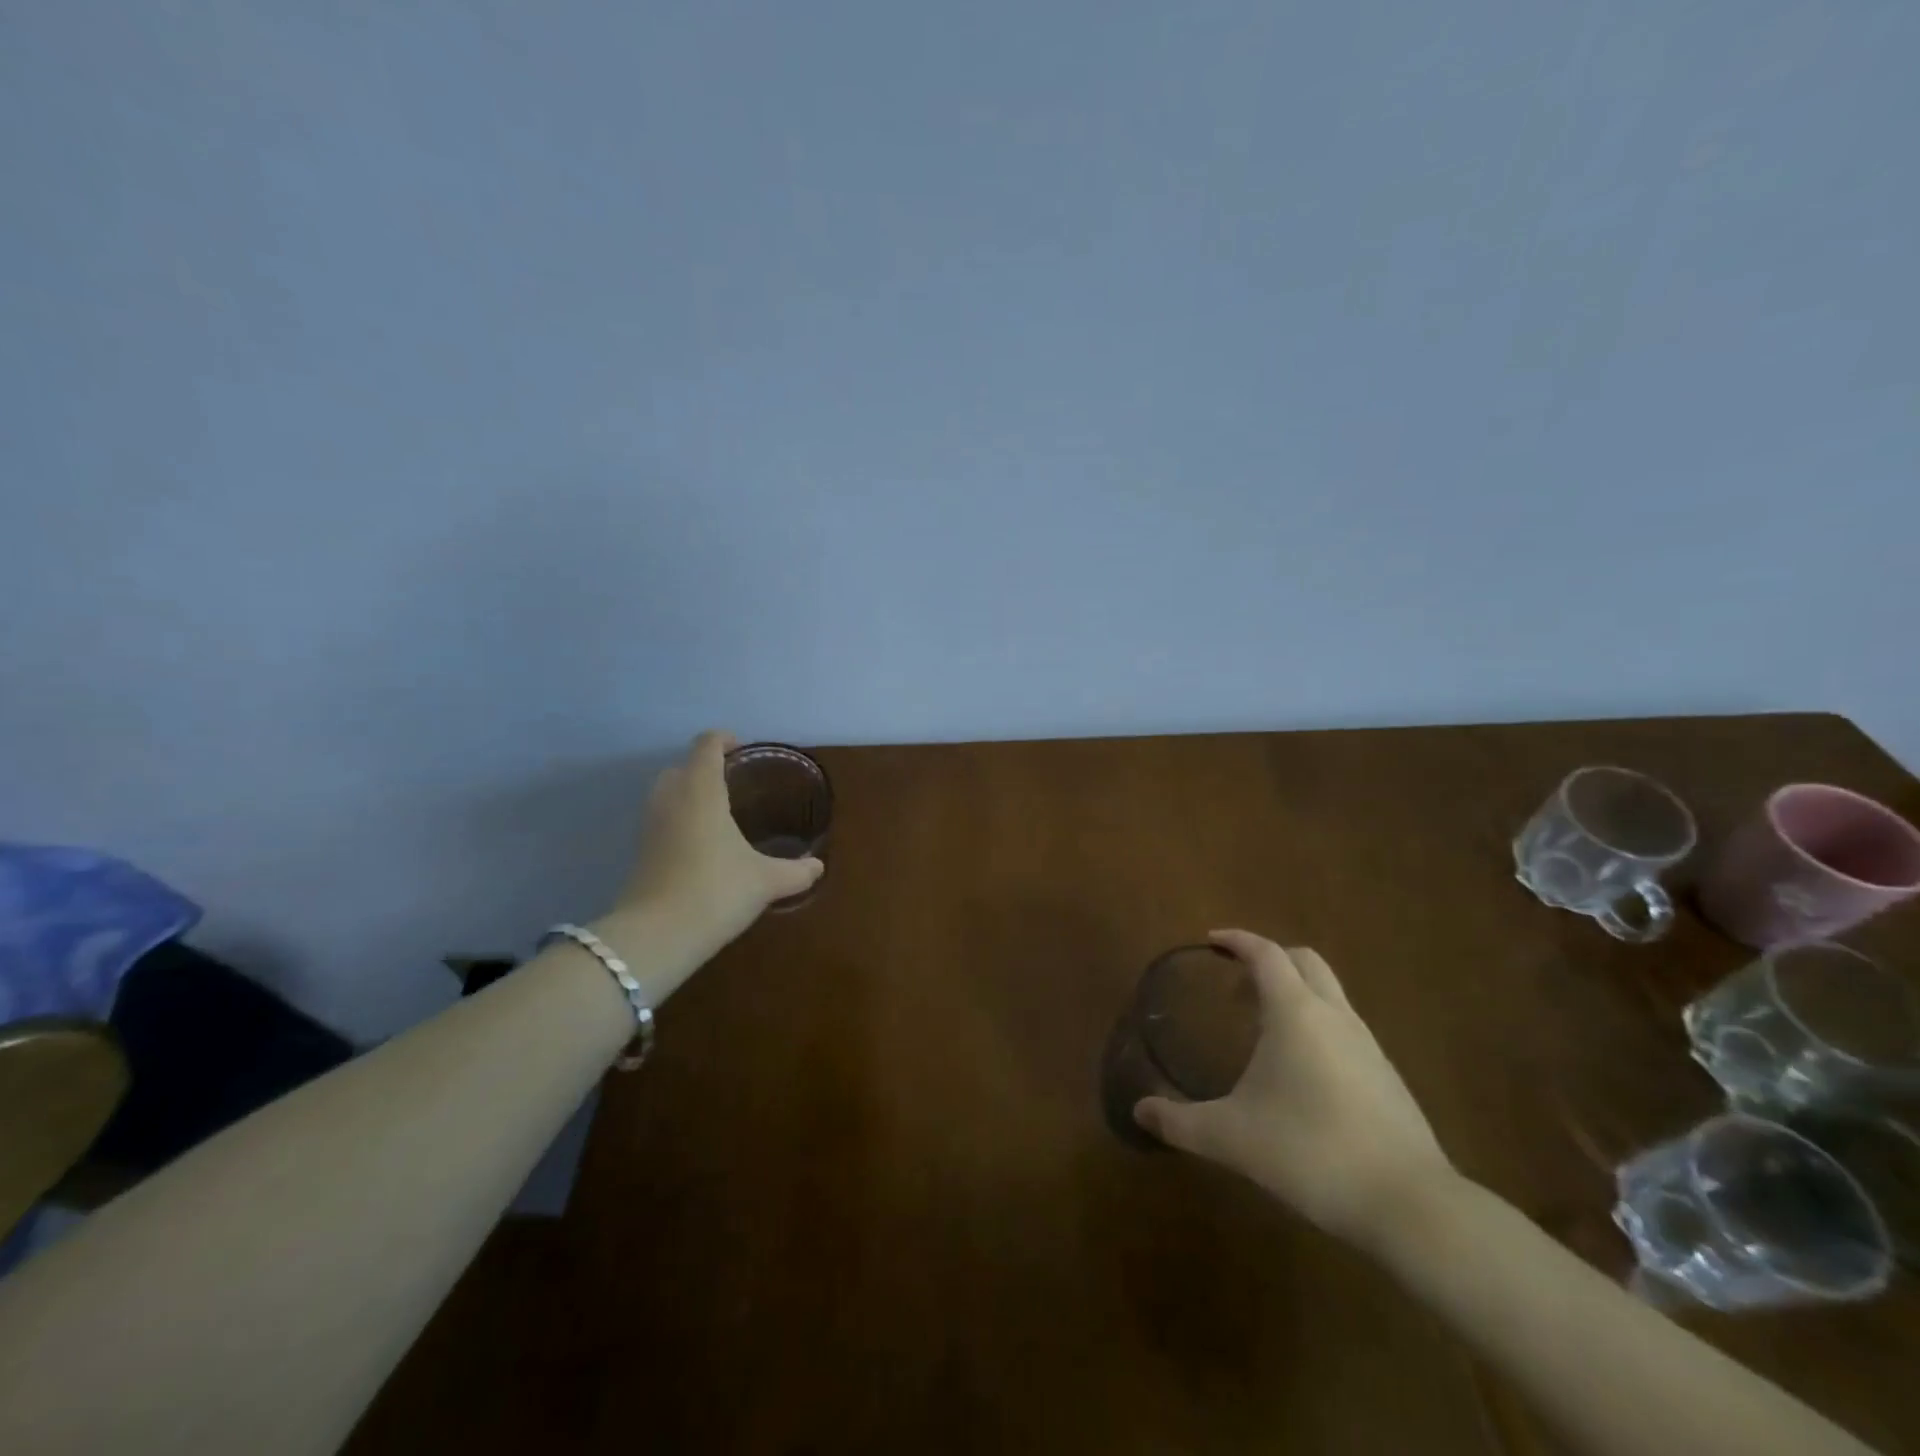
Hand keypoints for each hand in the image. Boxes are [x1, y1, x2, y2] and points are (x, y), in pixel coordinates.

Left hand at [612, 731, 823, 961]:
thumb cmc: (716, 891)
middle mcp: (670, 799)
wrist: (656, 937)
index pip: (706, 745)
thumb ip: (796, 871)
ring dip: (688, 794)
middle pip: (682, 767)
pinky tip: (702, 846)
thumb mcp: (766, 881)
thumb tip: (818, 867)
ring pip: (666, 794)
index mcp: (701, 790)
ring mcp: (649, 826)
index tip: (742, 748)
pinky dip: (679, 821)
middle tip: (734, 783)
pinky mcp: (639, 853)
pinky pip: (661, 821)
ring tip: (719, 813)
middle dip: (704, 768)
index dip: (724, 740)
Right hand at [1135, 930, 1454, 1247]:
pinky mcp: (1388, 1077)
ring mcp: (1368, 1045)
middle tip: (1237, 986)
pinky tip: (1301, 1073)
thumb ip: (1180, 1123)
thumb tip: (1140, 1112)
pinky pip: (1345, 1028)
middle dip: (1270, 961)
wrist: (1410, 1206)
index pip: (1265, 953)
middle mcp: (1334, 1015)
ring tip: (1263, 1030)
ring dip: (1295, 994)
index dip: (1238, 940)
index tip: (1212, 940)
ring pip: (1329, 995)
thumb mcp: (1232, 1137)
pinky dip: (1317, 1027)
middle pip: (1304, 962)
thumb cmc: (1310, 1152)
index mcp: (1295, 1012)